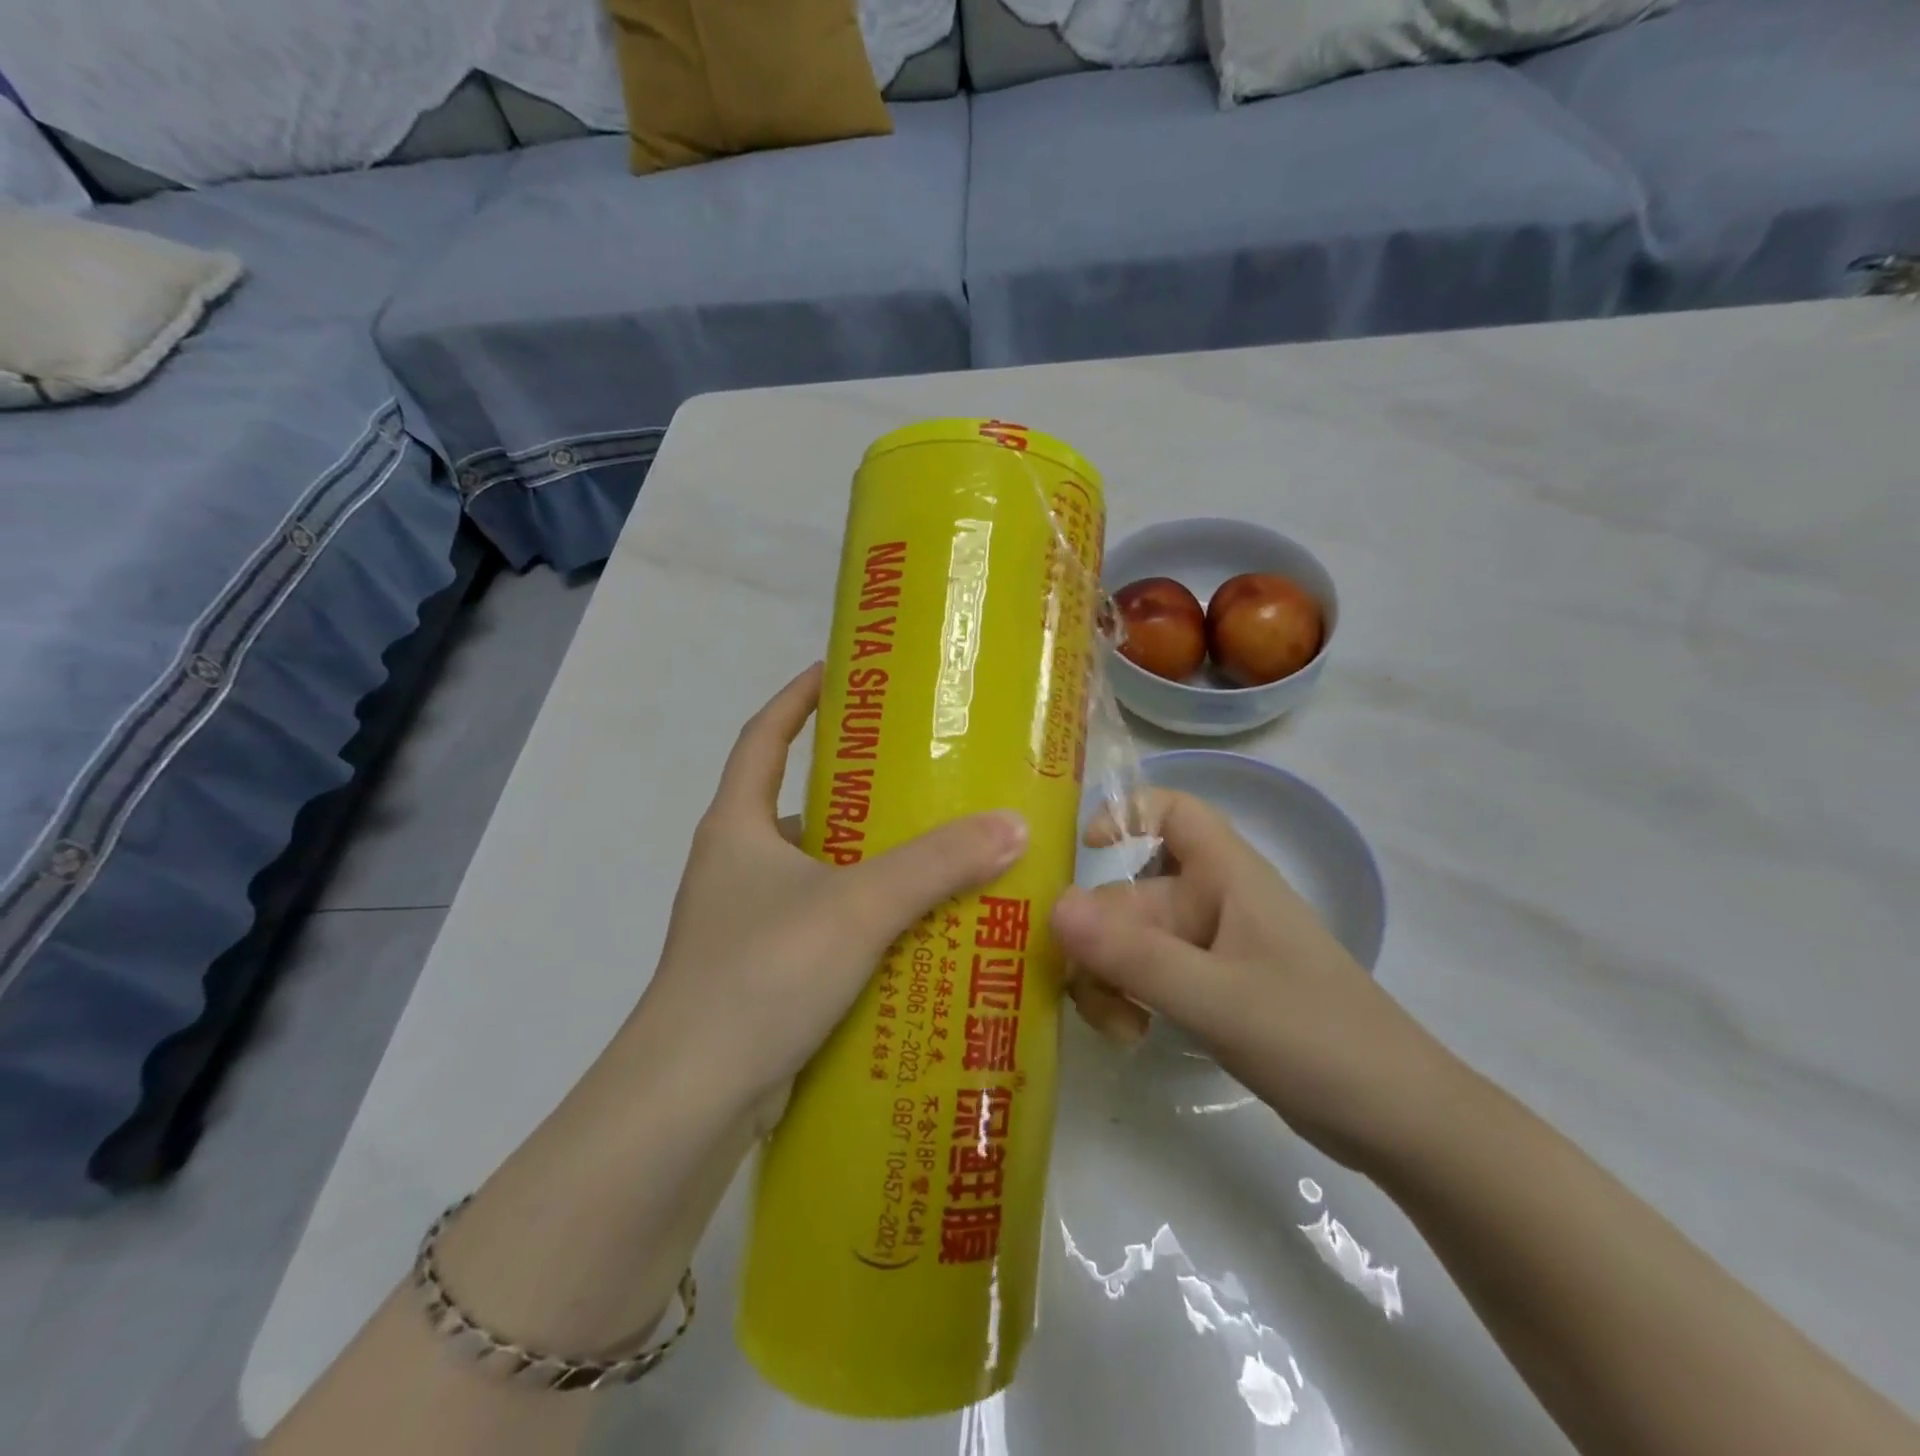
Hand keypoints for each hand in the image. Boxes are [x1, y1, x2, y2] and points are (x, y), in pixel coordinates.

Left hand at [624, 664, 1028, 1122]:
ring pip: (818, 871)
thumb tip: (1012, 825)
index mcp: (737, 827)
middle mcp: (735, 865)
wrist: (690, 1101)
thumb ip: (935, 865)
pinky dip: (864, 918)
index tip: (841, 672)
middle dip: (858, 789)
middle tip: (925, 777)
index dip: (797, 698)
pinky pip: (824, 924)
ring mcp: (745, 922)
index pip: (762, 737)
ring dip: (869, 862)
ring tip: (937, 853)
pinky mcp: (763, 972)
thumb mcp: (856, 907)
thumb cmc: (761, 974)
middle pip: (799, 805)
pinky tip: (915, 932)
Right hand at [1052, 790, 1450, 1164]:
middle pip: (1131, 894)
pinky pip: (1148, 977)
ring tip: (1116, 1027)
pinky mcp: (1211, 992)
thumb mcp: (1217, 998)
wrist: (1399, 1122)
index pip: (1175, 812)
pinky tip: (1129, 1037)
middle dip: (1097, 938)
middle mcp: (1214, 904)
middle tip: (1083, 993)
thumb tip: (1052, 907)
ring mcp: (1212, 951)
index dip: (1126, 814)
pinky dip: (1128, 999)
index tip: (1083, 852)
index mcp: (1228, 878)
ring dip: (1108, 977)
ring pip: (1132, 942)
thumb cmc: (1316, 1039)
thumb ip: (1134, 956)